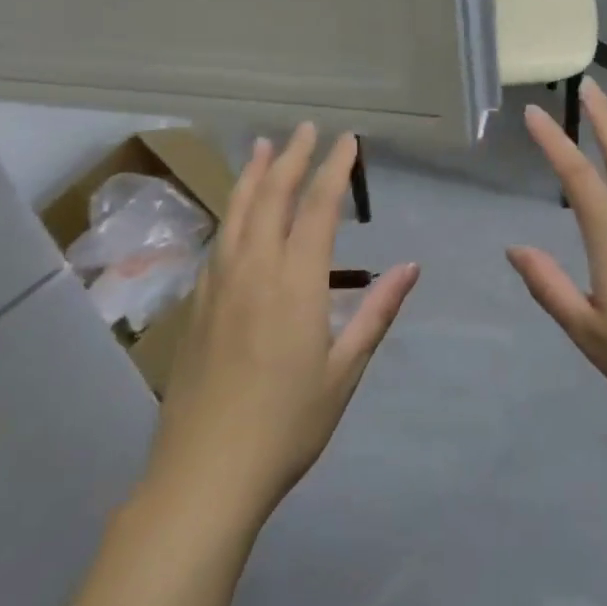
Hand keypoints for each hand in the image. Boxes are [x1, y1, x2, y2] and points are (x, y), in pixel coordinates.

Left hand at [143, 126, 418, 527]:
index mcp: (296, 283)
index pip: (318, 208)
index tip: (347, 141)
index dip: (334, 169)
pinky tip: (236, 212)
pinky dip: (232, 212)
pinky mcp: (196, 306)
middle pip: (273, 198)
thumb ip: (375, 313)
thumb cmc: (287, 425)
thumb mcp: (344, 371)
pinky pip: (218, 241)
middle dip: (292, 158)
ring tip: (263, 146)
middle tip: (306, 128)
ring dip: (254, 175)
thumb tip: (410, 267)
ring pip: (237, 214)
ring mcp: (218, 286)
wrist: (203, 476)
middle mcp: (254, 271)